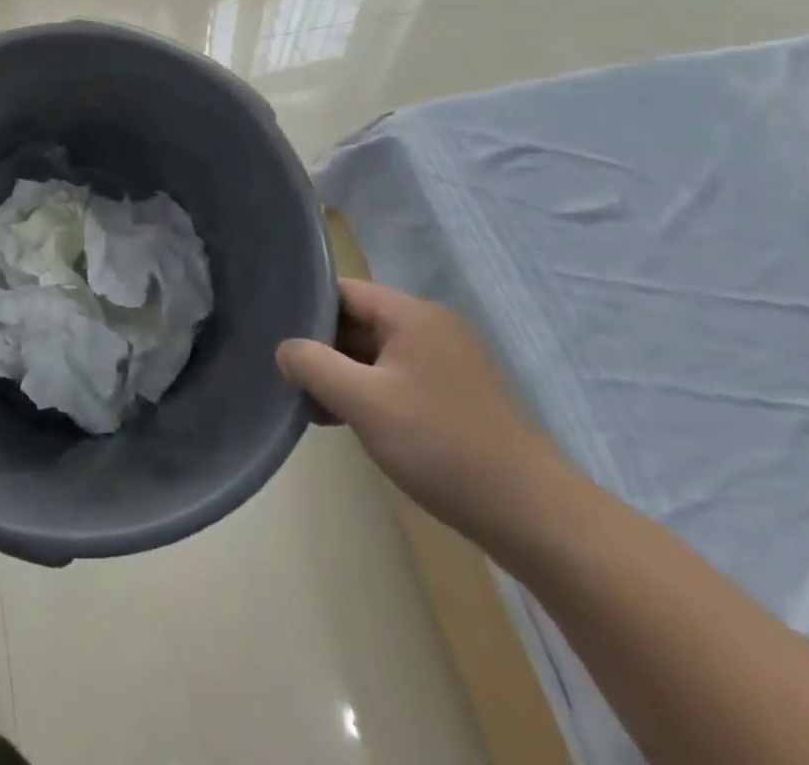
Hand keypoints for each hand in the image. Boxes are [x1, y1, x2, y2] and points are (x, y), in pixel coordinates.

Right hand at [277, 279, 571, 552]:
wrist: (534, 517)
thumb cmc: (441, 446)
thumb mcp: (363, 402)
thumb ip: (314, 365)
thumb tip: (285, 348)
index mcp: (412, 314)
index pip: (342, 291)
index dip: (305, 309)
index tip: (274, 336)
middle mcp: (431, 327)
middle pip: (358, 321)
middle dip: (321, 348)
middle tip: (287, 378)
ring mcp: (448, 362)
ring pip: (375, 353)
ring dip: (343, 375)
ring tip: (311, 405)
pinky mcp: (456, 395)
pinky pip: (397, 378)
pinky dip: (369, 392)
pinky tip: (348, 422)